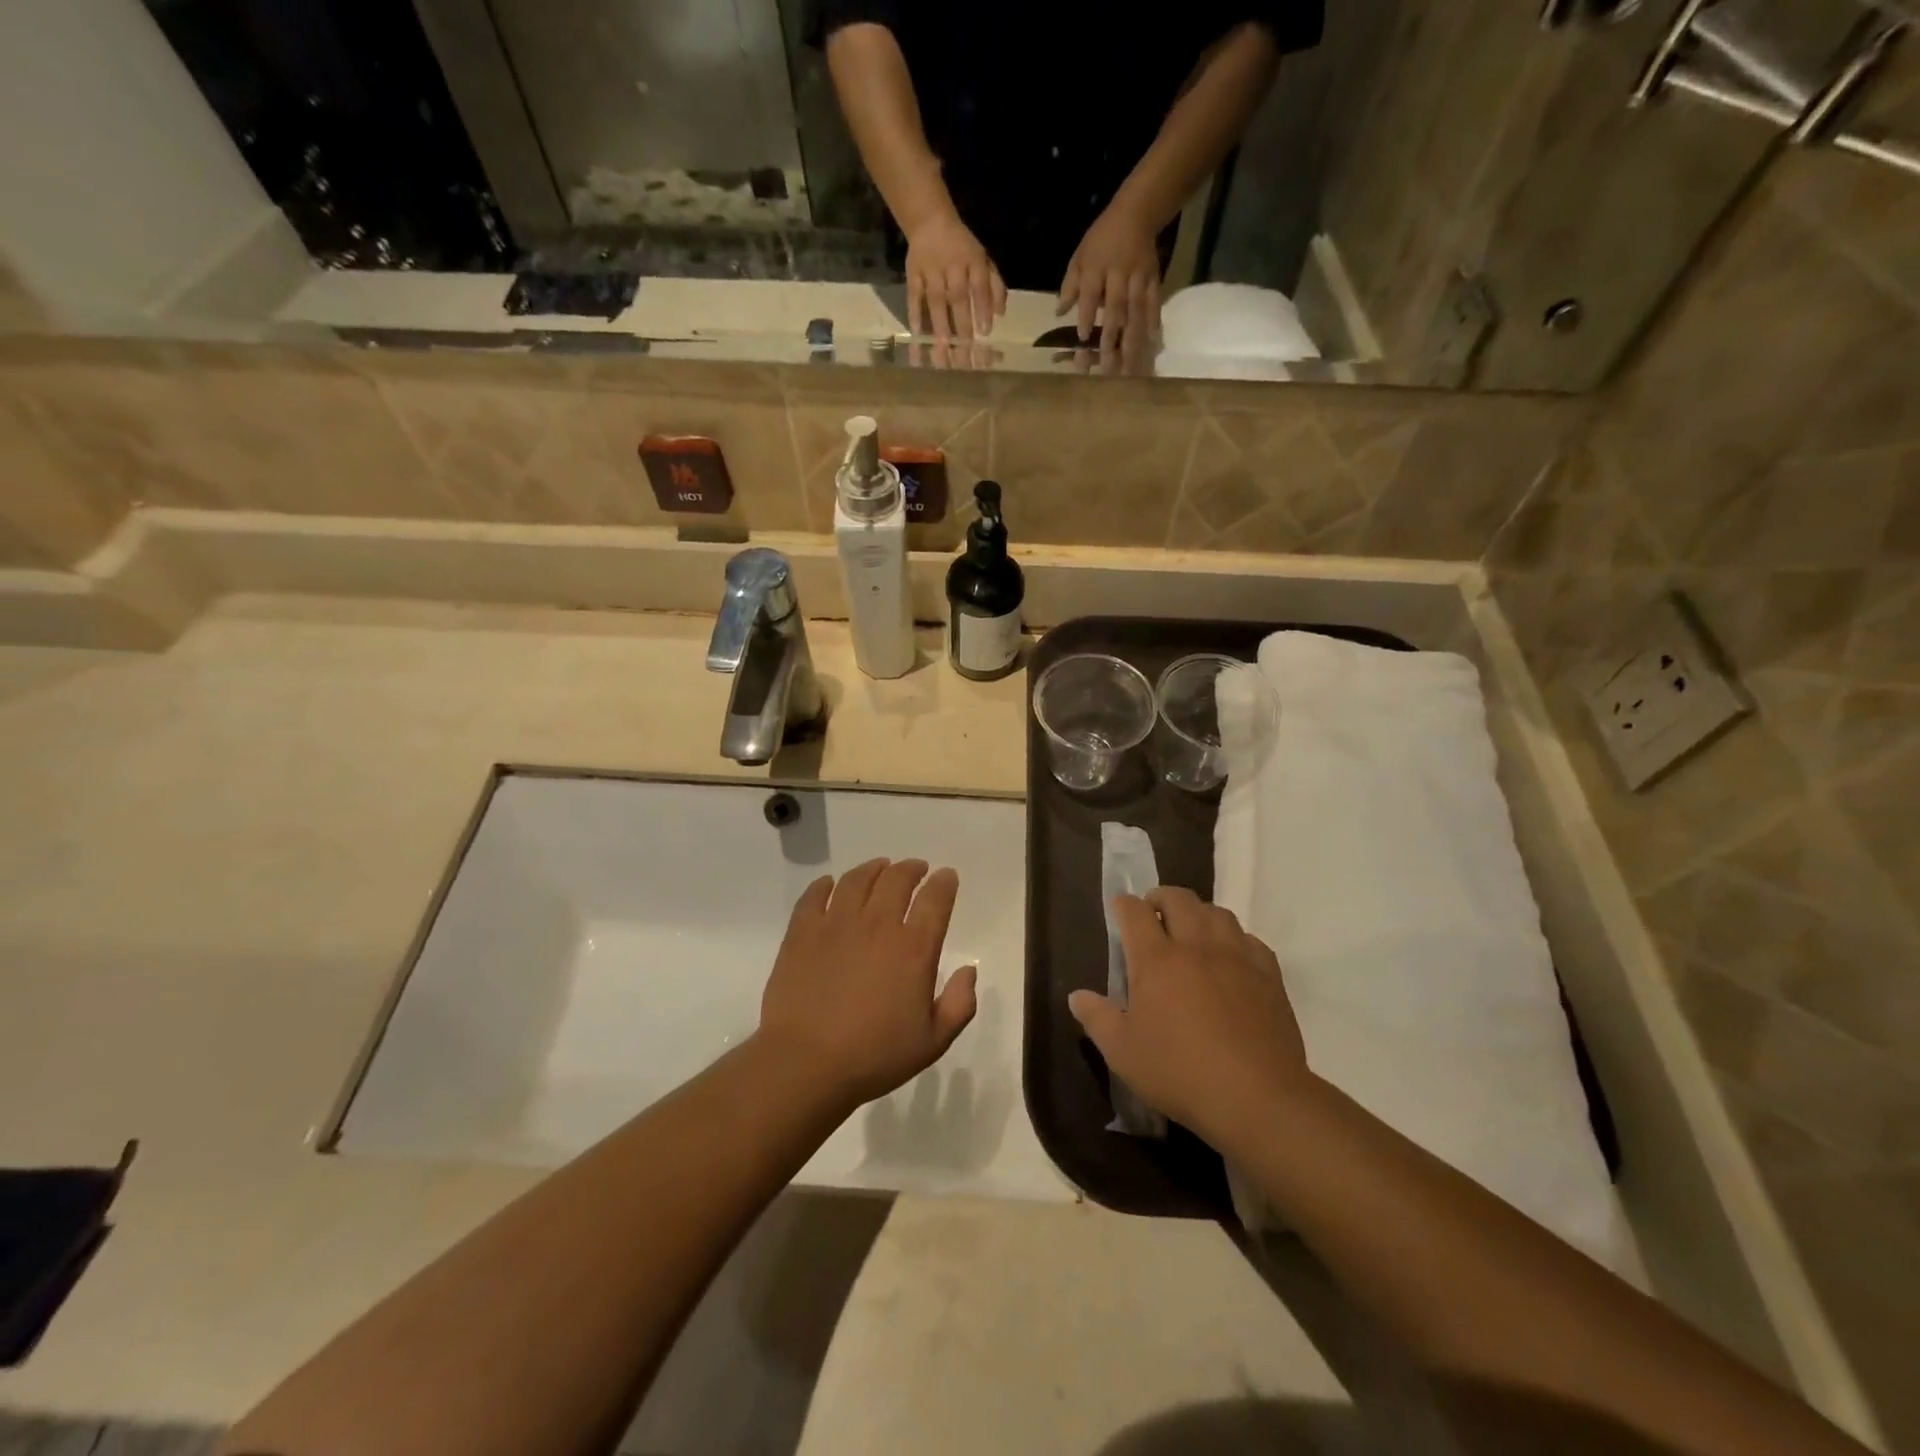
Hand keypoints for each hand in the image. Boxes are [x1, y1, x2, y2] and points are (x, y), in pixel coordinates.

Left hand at [758, 859, 977, 1108]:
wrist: (806, 1063)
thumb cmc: (874, 1056)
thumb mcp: (933, 1041)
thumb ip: (960, 1003)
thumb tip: (969, 969)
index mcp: (914, 948)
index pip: (935, 899)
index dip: (944, 883)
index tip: (946, 876)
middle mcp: (878, 924)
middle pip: (897, 879)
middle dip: (912, 868)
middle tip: (916, 869)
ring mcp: (836, 923)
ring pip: (857, 879)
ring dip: (873, 869)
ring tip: (879, 868)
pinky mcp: (802, 931)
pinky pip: (814, 895)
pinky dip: (825, 885)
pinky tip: (830, 885)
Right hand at [905, 211, 1005, 344]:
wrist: (929, 221)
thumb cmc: (962, 248)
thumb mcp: (983, 260)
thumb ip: (994, 285)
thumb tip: (1000, 314)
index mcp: (973, 260)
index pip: (979, 285)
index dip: (982, 308)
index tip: (985, 333)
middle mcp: (952, 265)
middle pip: (957, 297)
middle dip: (962, 325)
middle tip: (964, 351)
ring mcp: (931, 269)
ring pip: (936, 300)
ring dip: (939, 325)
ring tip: (942, 350)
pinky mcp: (913, 273)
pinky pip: (914, 296)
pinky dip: (915, 314)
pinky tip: (917, 335)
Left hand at [1058, 203, 1162, 365]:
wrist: (1136, 214)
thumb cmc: (1101, 241)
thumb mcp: (1079, 257)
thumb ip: (1069, 286)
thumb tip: (1059, 313)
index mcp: (1096, 268)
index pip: (1090, 295)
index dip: (1088, 316)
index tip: (1083, 338)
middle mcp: (1118, 274)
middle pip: (1115, 309)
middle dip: (1110, 338)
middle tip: (1106, 366)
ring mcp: (1139, 277)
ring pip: (1135, 311)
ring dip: (1132, 339)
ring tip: (1129, 365)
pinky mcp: (1154, 279)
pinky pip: (1154, 302)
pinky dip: (1153, 322)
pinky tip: (1151, 342)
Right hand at [1067, 888, 1309, 1146]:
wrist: (1256, 1098)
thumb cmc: (1179, 1073)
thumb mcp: (1122, 1052)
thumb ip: (1097, 1018)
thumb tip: (1076, 995)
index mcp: (1156, 960)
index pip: (1135, 912)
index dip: (1124, 904)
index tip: (1120, 909)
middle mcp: (1196, 947)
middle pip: (1179, 899)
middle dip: (1161, 897)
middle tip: (1154, 912)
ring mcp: (1236, 958)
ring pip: (1217, 913)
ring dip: (1199, 913)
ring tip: (1192, 930)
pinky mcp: (1268, 976)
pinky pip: (1250, 940)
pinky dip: (1235, 939)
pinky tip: (1231, 957)